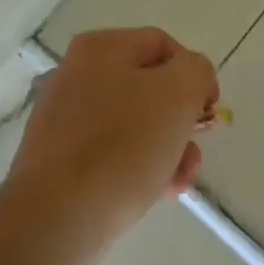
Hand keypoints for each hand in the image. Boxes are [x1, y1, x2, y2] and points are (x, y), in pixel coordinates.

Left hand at [7, 27, 217, 262]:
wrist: (55, 218)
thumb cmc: (123, 146)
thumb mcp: (178, 94)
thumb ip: (196, 71)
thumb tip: (191, 81)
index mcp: (101, 48)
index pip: (164, 46)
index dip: (195, 75)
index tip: (208, 114)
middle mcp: (78, 74)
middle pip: (150, 87)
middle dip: (181, 121)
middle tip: (194, 152)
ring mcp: (65, 118)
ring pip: (134, 124)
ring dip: (167, 148)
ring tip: (179, 181)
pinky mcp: (60, 159)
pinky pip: (112, 153)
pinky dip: (138, 168)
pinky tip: (156, 192)